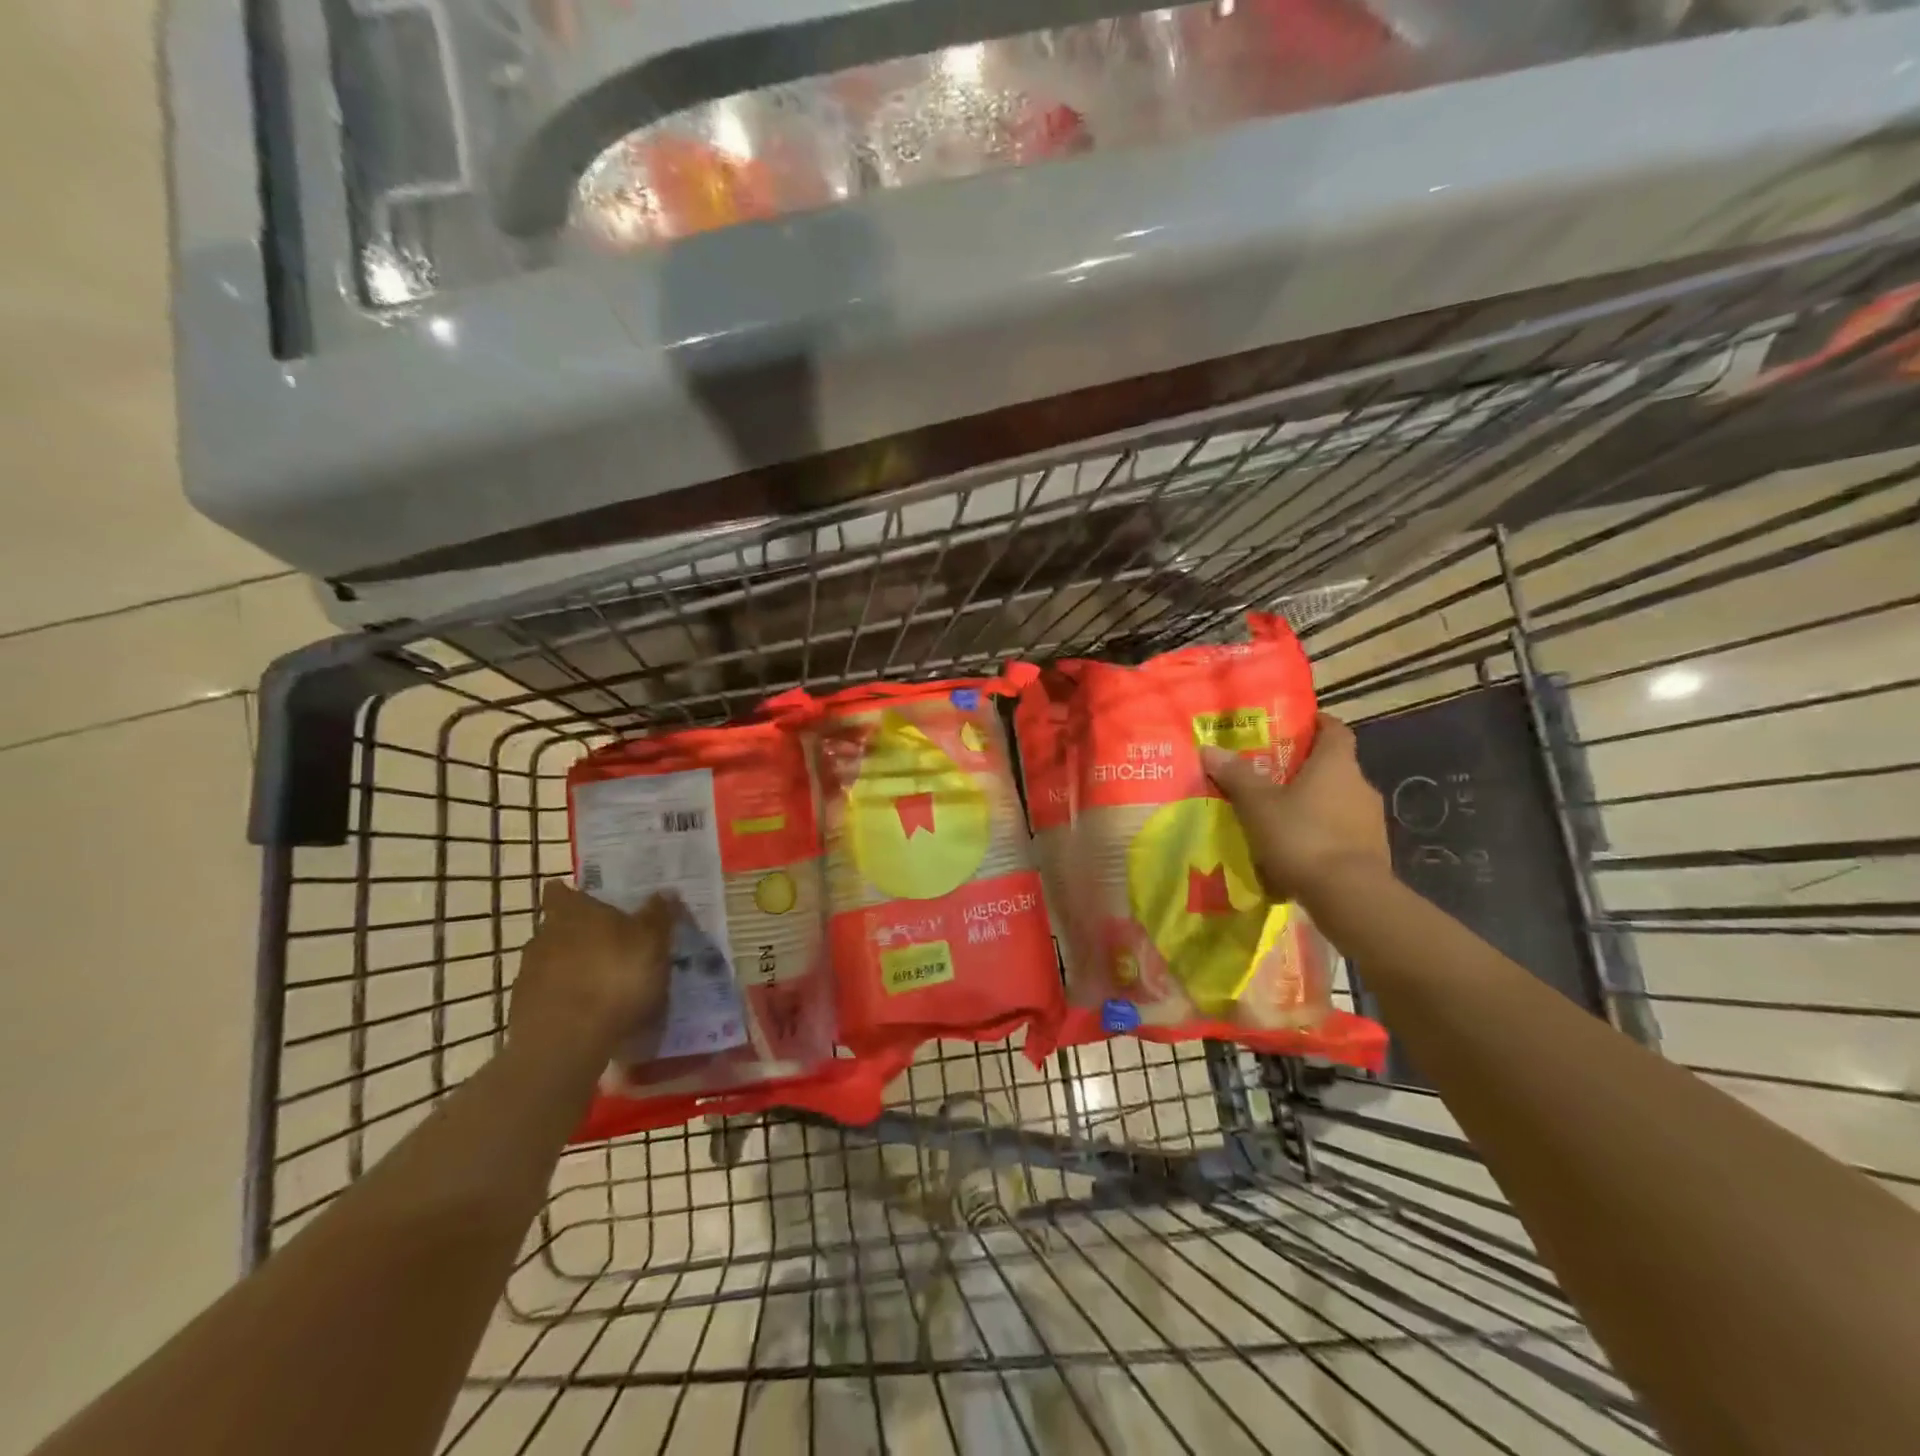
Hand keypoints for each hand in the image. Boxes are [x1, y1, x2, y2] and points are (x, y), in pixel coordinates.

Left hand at [509, 881, 676, 1071]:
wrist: (565, 1045)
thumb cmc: (614, 978)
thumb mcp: (653, 943)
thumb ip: (658, 915)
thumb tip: (664, 891)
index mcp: (571, 912)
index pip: (561, 891)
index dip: (573, 893)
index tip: (591, 901)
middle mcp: (542, 936)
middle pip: (559, 927)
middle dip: (581, 934)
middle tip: (613, 945)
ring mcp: (527, 975)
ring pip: (553, 962)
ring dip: (574, 969)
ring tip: (604, 985)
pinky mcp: (522, 1011)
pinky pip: (549, 995)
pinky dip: (567, 999)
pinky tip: (590, 1015)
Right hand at [1202, 713, 1390, 905]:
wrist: (1348, 895)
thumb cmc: (1301, 836)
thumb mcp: (1258, 805)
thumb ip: (1236, 776)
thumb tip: (1209, 748)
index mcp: (1336, 764)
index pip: (1335, 730)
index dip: (1317, 724)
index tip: (1296, 726)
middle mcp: (1361, 785)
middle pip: (1335, 767)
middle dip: (1306, 770)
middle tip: (1272, 776)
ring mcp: (1371, 821)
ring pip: (1338, 802)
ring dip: (1314, 805)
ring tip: (1280, 817)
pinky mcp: (1373, 852)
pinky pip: (1343, 833)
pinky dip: (1322, 835)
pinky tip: (1297, 850)